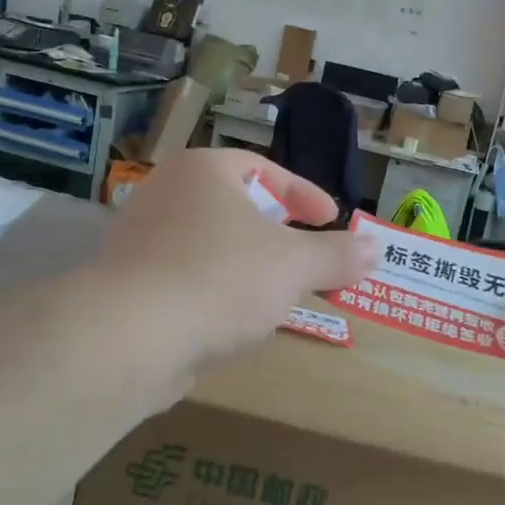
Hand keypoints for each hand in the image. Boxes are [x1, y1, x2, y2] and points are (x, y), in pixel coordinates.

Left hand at [99, 148, 378, 382]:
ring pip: (209, 245)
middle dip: (276, 232)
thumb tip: (377, 248)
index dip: (304, 194)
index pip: (264, 168)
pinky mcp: (127, 285)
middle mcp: (165, 194)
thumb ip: (337, 255)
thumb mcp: (293, 265)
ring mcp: (139, 240)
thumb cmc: (221, 279)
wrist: (130, 336)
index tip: (331, 219)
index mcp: (203, 170)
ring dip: (246, 266)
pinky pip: (186, 278)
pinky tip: (233, 322)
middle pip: (234, 205)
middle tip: (304, 255)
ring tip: (276, 293)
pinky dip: (215, 292)